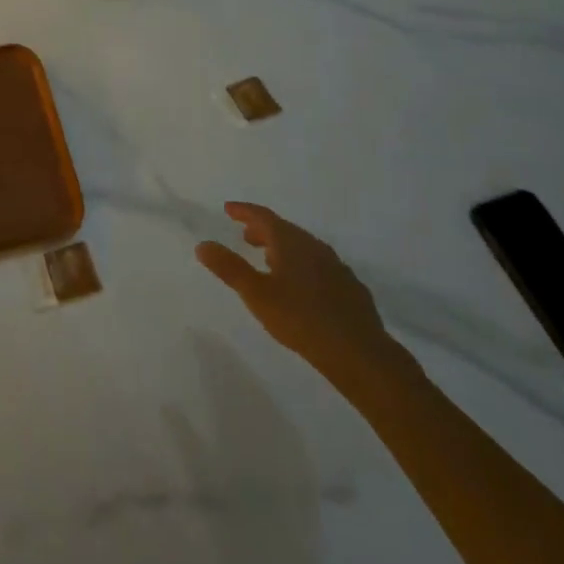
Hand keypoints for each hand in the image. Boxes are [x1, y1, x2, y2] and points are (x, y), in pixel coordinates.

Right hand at [197, 202, 403, 389]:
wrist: (360, 354)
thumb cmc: (301, 319)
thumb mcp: (256, 294)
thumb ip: (229, 268)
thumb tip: (202, 244)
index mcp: (290, 242)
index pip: (263, 216)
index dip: (244, 211)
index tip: (228, 209)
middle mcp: (315, 247)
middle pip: (285, 230)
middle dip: (263, 230)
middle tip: (246, 236)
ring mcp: (336, 267)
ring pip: (304, 249)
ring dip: (284, 249)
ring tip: (270, 261)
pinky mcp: (351, 289)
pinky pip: (320, 267)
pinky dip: (303, 267)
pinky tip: (302, 288)